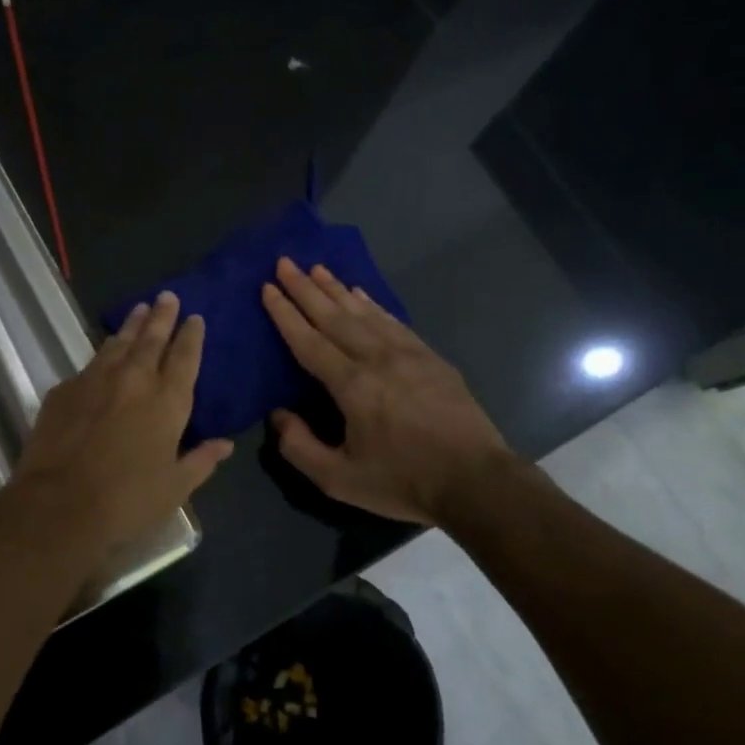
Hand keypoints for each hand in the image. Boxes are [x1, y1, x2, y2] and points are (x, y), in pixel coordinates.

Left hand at [0, 292, 231, 570]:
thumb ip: (201, 460)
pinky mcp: (64, 390)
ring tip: (139, 310)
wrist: (59, 505)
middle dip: (162, 316)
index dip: (191, 335)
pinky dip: (102, 354)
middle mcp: (134, 380)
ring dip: (131, 325)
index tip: (195, 317)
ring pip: (118, 343)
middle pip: (151, 338)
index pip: (185, 357)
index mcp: (167, 401)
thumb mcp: (175, 487)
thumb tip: (225, 444)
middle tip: (167, 296)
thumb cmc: (127, 501)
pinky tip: (102, 355)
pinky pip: (89, 365)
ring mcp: (95, 380)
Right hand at [261, 258, 512, 525]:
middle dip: (305, 288)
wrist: (476, 482)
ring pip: (364, 312)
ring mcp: (408, 354)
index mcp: (352, 386)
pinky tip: (361, 294)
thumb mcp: (339, 480)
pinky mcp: (430, 358)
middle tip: (285, 262)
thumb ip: (299, 447)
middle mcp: (377, 359)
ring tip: (317, 268)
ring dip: (337, 289)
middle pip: (334, 316)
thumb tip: (277, 414)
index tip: (268, 287)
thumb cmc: (403, 482)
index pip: (309, 341)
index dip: (285, 313)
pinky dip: (373, 304)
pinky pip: (393, 321)